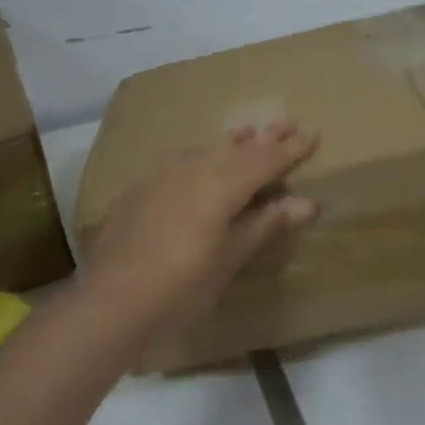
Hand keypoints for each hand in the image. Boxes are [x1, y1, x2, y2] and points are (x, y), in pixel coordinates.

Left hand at [81, 123, 320, 343]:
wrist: (110, 301)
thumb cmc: (181, 287)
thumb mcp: (230, 258)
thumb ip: (265, 223)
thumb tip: (307, 202)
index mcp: (221, 185)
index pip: (265, 160)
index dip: (291, 149)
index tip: (314, 133)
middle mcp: (193, 169)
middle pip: (237, 148)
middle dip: (264, 138)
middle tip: (287, 123)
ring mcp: (163, 175)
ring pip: (207, 149)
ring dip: (232, 143)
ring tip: (249, 133)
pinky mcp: (142, 188)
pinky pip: (182, 160)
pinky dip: (203, 155)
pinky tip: (202, 159)